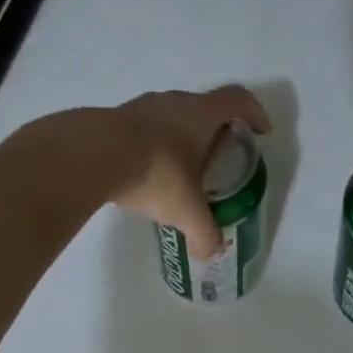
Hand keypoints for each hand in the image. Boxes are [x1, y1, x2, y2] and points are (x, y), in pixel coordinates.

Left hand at [109, 86, 271, 257]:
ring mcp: (139, 107)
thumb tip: (211, 252)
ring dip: (180, 136)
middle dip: (215, 130)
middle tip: (217, 157)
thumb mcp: (186, 211)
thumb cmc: (155, 173)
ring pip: (169, 116)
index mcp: (201, 114)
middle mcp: (173, 102)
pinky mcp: (112, 119)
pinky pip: (141, 128)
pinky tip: (144, 171)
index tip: (260, 132)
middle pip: (203, 107)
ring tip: (178, 168)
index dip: (255, 112)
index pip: (238, 99)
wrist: (91, 155)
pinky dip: (151, 145)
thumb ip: (204, 233)